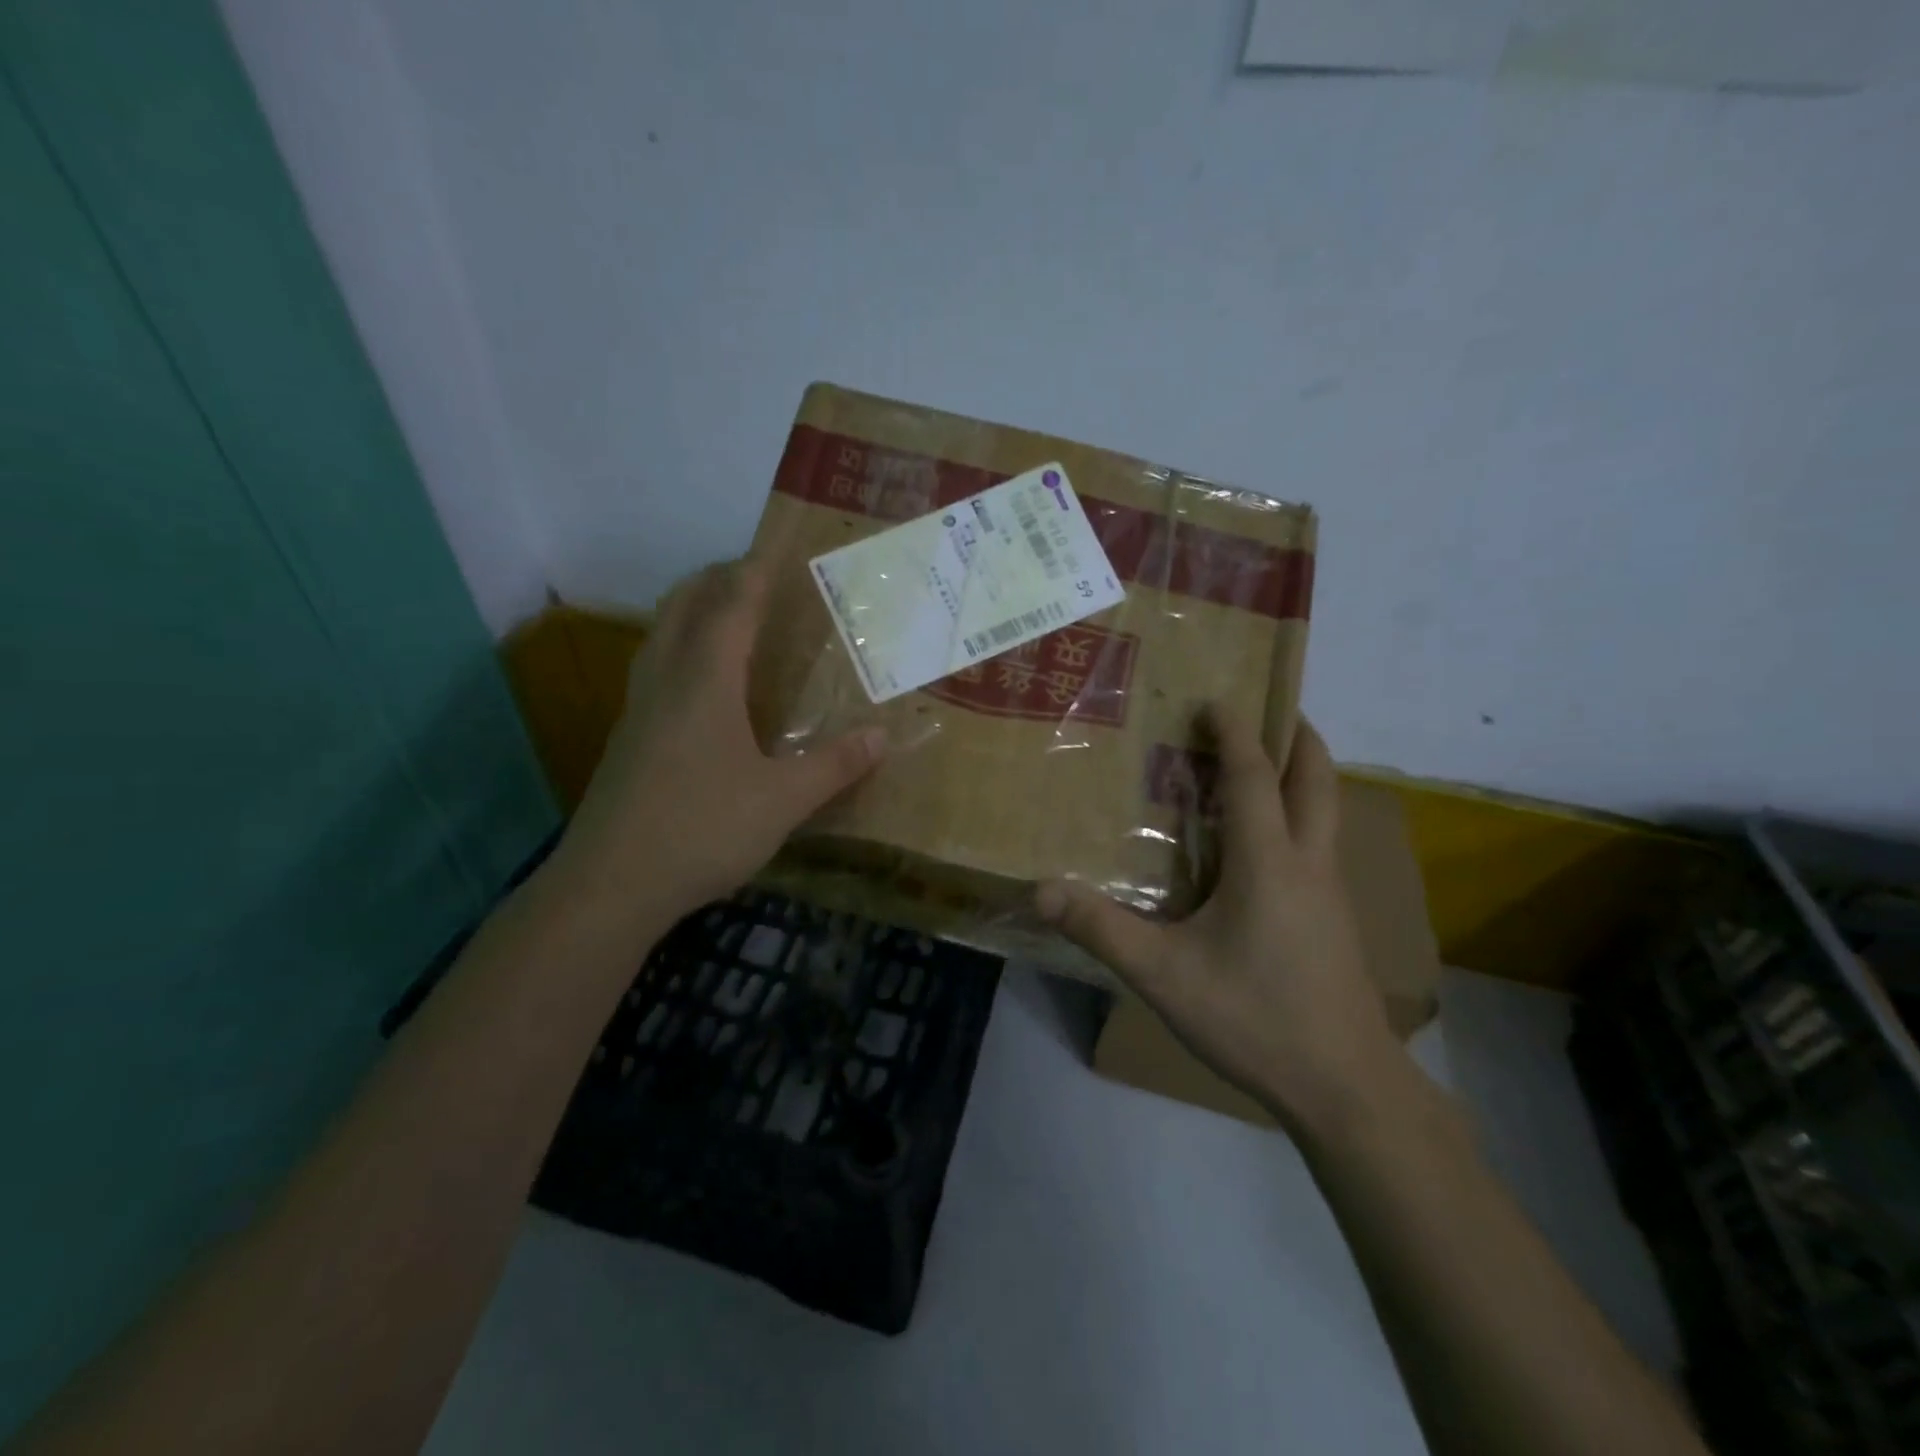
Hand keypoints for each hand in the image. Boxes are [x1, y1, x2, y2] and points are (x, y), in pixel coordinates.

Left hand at [552, 559, 884, 925]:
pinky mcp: (628, 741)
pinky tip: (701, 686)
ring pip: (660, 636)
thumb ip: (834, 766)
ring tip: (726, 616)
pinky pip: (655, 670)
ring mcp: (638, 711)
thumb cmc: (702, 829)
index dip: (754, 575)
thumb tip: (883, 736)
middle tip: (753, 576)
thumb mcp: (782, 800)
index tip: (776, 551)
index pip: (730, 608)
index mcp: (704, 683)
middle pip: (683, 607)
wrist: (610, 885)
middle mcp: (666, 682)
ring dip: (691, 612)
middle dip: (715, 580)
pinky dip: (680, 650)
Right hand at [1036, 713, 1404, 1132]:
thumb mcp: (1165, 976)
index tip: (1215, 700)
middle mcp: (1308, 863)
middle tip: (1267, 709)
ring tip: (1264, 762)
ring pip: (1327, 810)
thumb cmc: (1255, 1018)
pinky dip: (1300, 814)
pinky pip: (1321, 843)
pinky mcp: (1336, 919)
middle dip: (1296, 734)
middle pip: (1316, 778)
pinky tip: (1267, 842)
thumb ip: (1102, 930)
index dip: (1235, 733)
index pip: (1254, 777)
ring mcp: (1331, 891)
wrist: (1346, 1087)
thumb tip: (1041, 890)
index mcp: (1268, 862)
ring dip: (1301, 774)